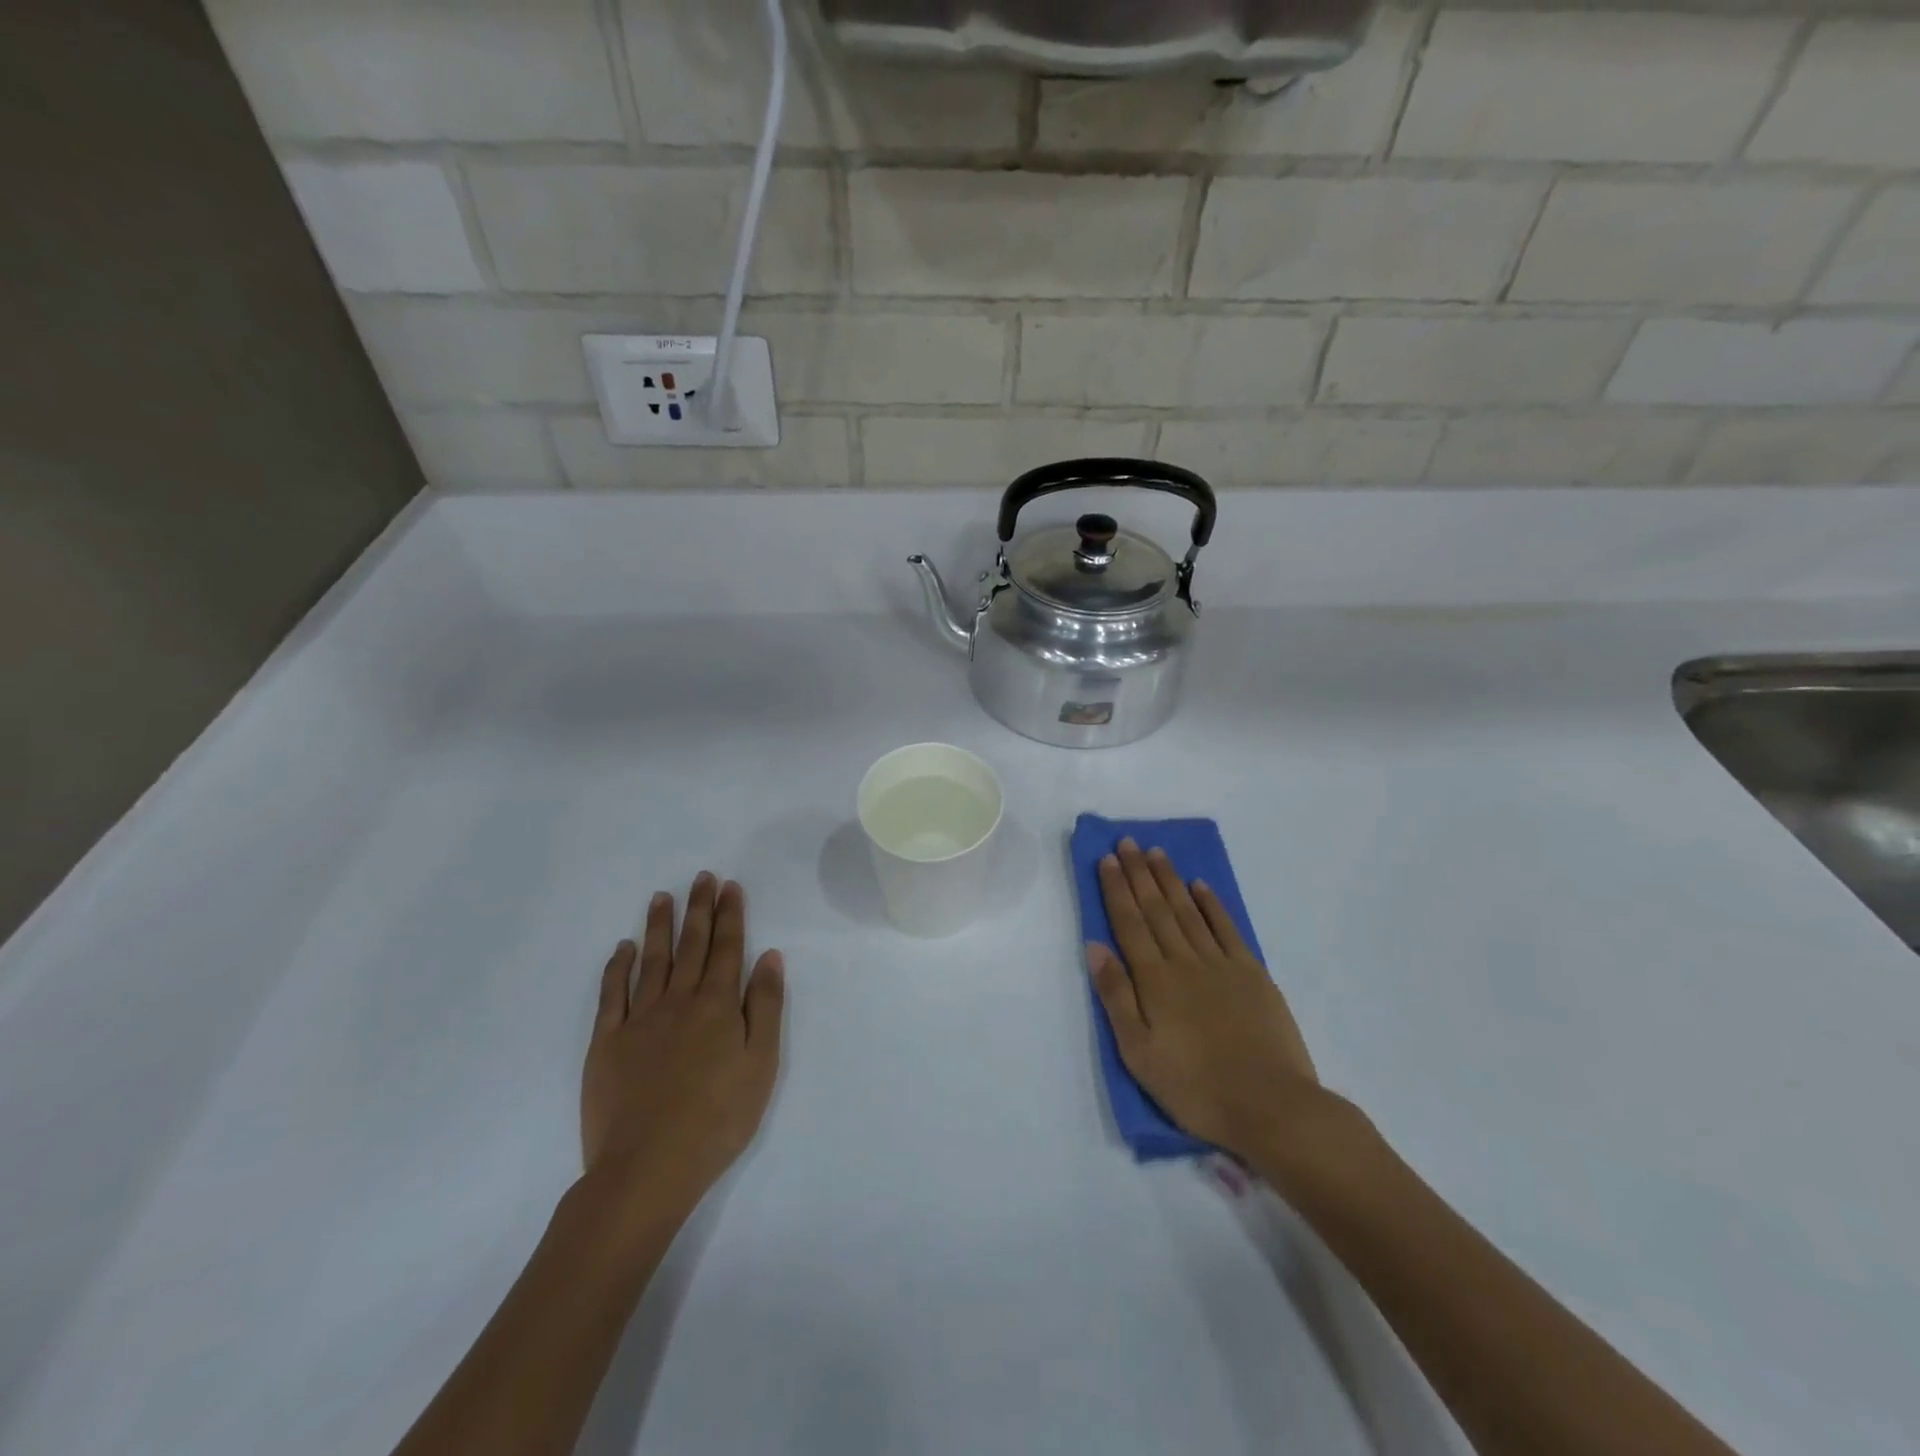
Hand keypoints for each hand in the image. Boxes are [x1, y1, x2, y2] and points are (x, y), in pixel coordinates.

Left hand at [581, 873, 784, 1237]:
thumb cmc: (718, 1118)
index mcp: (717, 1005)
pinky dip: (618, 967)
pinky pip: (612, 994)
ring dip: (659, 926)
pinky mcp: (607, 1042)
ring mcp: (639, 1019)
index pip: (728, 948)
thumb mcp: (761, 1064)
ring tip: (662, 897)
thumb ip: (765, 1006)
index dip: (730, 915)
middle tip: (701, 878)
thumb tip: (769, 956)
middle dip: (699, 909)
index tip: (729, 886)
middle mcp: (679, 1001)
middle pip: (692, 945)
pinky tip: (623, 948)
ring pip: (652, 960)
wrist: (648, 1167)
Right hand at [1089, 839, 1353, 1179]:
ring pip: (1188, 911)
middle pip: (1156, 909)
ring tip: (1156, 852)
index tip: (1106, 859)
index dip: (1116, 889)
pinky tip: (1200, 886)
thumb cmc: (1195, 1087)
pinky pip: (1226, 928)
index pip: (1129, 923)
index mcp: (1154, 981)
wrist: (1271, 1106)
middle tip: (1127, 842)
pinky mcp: (1253, 974)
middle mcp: (1184, 962)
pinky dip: (1211, 904)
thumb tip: (1095, 946)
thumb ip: (1116, 996)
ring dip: (1170, 879)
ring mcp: (1221, 964)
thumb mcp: (1139, 1053)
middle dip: (1139, 873)